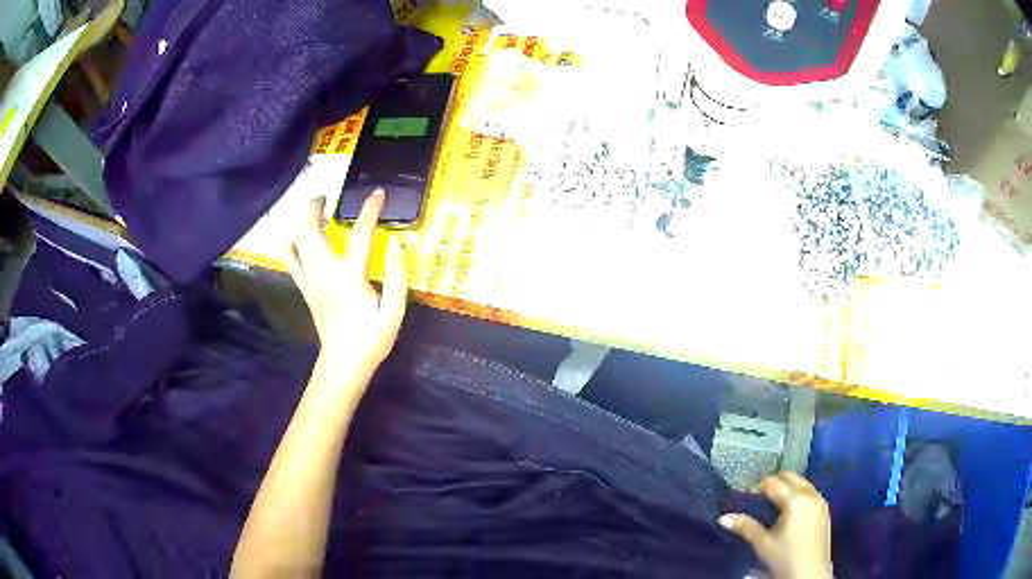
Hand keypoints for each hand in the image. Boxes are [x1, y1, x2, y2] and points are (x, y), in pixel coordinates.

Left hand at [286, 189, 407, 375]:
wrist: (344, 363)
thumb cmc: (372, 338)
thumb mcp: (394, 311)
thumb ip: (397, 276)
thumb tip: (397, 244)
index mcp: (350, 277)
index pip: (360, 234)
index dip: (370, 210)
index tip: (378, 193)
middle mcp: (325, 273)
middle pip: (310, 232)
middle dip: (314, 208)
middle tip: (325, 197)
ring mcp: (311, 281)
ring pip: (296, 243)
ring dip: (301, 223)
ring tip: (312, 212)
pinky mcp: (305, 290)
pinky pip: (290, 261)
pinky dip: (291, 245)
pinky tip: (297, 239)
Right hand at [719, 472, 832, 578]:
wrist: (810, 575)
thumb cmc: (785, 558)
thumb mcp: (762, 544)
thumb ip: (745, 527)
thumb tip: (723, 518)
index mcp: (795, 500)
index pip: (772, 483)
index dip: (756, 487)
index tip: (745, 499)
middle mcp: (811, 494)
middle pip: (790, 476)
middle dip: (773, 482)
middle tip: (758, 497)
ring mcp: (820, 501)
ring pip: (802, 483)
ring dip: (787, 487)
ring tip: (773, 504)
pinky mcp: (825, 510)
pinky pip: (810, 493)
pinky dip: (798, 494)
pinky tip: (790, 512)